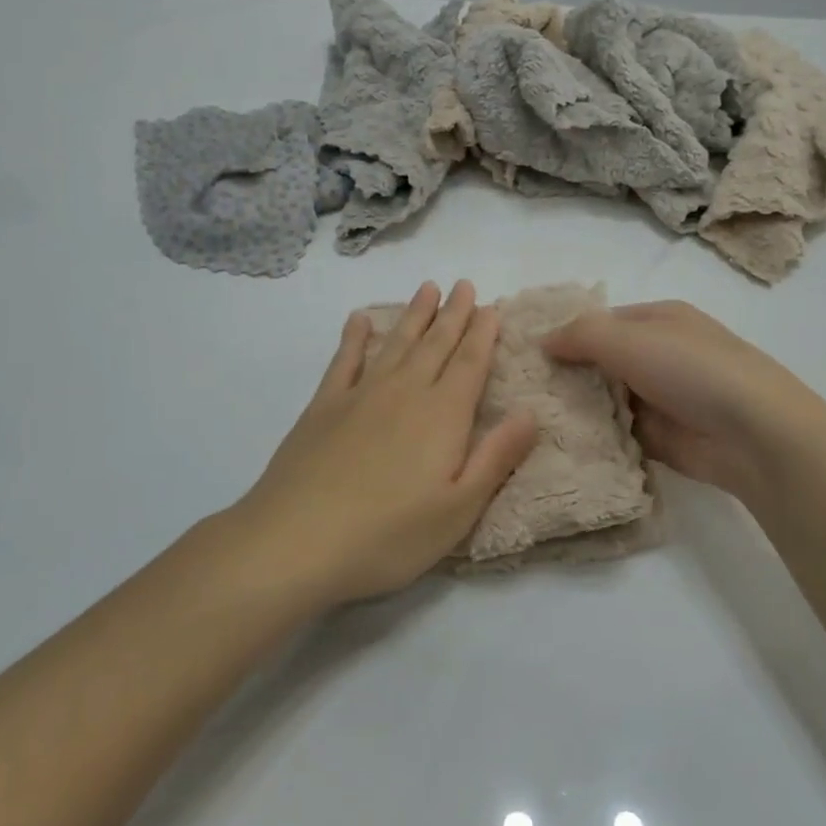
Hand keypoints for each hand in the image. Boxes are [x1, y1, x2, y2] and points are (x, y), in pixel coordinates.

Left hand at [231, 281, 537, 605]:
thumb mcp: (458, 510)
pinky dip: (354, 336)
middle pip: (435, 344)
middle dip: (453, 313)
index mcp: (442, 416)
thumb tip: (530, 413)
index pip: (470, 364)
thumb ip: (496, 457)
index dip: (482, 334)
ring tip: (427, 288)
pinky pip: (344, 360)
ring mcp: (360, 395)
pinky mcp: (323, 407)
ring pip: (395, 343)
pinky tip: (360, 319)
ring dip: (414, 315)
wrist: (295, 541)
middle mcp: (405, 393)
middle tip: (464, 284)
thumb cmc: (388, 536)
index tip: (491, 307)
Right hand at [543, 300, 816, 504]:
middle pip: (601, 361)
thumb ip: (580, 335)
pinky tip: (556, 444)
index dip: (565, 333)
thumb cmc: (690, 369)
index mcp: (658, 320)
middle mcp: (659, 355)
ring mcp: (661, 398)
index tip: (525, 353)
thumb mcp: (628, 339)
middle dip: (566, 374)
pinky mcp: (661, 438)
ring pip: (606, 399)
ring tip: (527, 418)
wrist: (753, 434)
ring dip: (577, 408)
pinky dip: (594, 438)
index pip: (601, 322)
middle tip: (518, 390)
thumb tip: (542, 341)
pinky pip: (617, 434)